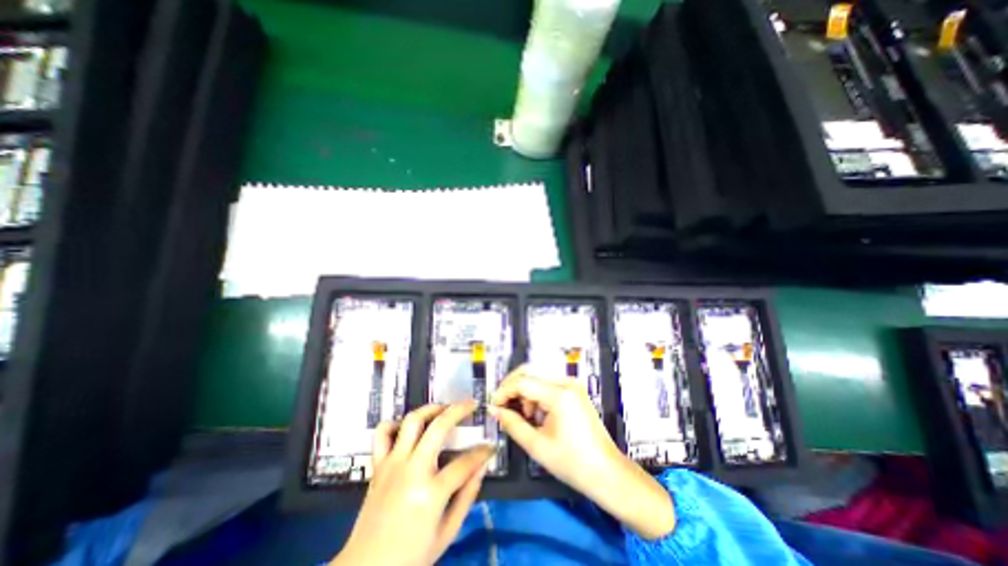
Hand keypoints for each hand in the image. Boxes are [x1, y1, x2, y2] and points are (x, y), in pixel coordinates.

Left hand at [334, 402, 495, 565]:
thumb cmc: (411, 557)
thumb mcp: (447, 533)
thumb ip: (467, 496)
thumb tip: (482, 466)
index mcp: (431, 493)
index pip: (465, 462)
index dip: (482, 452)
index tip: (491, 447)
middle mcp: (412, 470)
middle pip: (439, 427)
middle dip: (459, 410)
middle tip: (472, 404)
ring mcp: (392, 464)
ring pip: (412, 421)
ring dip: (430, 409)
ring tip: (443, 408)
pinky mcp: (378, 466)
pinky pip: (382, 434)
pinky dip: (394, 424)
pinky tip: (406, 427)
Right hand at [490, 368, 676, 538]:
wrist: (607, 473)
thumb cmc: (573, 462)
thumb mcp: (537, 445)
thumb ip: (512, 424)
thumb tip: (495, 410)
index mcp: (559, 394)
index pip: (522, 381)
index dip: (504, 392)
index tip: (493, 406)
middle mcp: (566, 383)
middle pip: (530, 373)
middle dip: (513, 389)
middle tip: (503, 408)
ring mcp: (572, 385)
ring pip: (538, 379)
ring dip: (525, 394)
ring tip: (526, 418)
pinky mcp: (574, 392)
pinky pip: (548, 386)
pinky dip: (537, 397)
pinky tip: (538, 416)